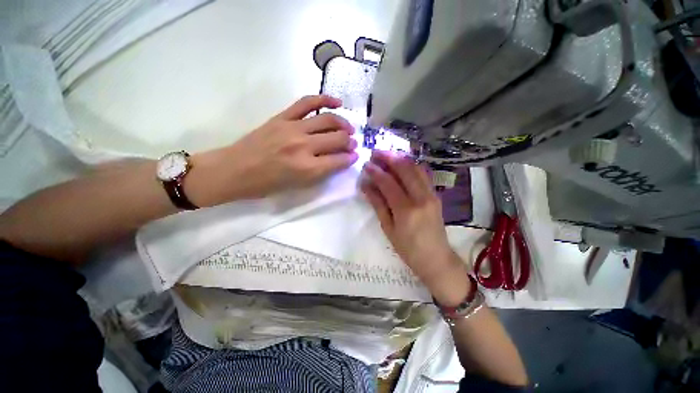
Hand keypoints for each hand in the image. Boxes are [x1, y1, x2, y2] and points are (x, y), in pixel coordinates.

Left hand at [187, 95, 357, 204]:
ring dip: (343, 124)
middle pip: (337, 139)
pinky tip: (337, 102)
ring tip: (349, 128)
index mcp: (307, 168)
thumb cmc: (266, 185)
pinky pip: (307, 103)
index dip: (350, 158)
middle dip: (350, 142)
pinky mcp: (283, 117)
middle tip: (353, 144)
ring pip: (327, 119)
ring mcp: (293, 128)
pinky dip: (324, 99)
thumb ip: (320, 173)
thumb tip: (338, 161)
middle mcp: (303, 146)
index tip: (355, 156)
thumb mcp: (297, 186)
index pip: (339, 160)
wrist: (234, 170)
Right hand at [360, 150, 471, 305]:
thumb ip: (378, 204)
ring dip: (401, 158)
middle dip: (389, 157)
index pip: (388, 183)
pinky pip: (424, 174)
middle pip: (405, 169)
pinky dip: (412, 165)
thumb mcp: (388, 228)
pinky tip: (402, 164)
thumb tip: (366, 185)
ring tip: (388, 155)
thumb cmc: (408, 249)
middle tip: (376, 153)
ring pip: (416, 168)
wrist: (436, 258)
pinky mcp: (436, 195)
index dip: (376, 171)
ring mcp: (431, 194)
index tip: (366, 164)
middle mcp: (421, 198)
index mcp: (406, 210)